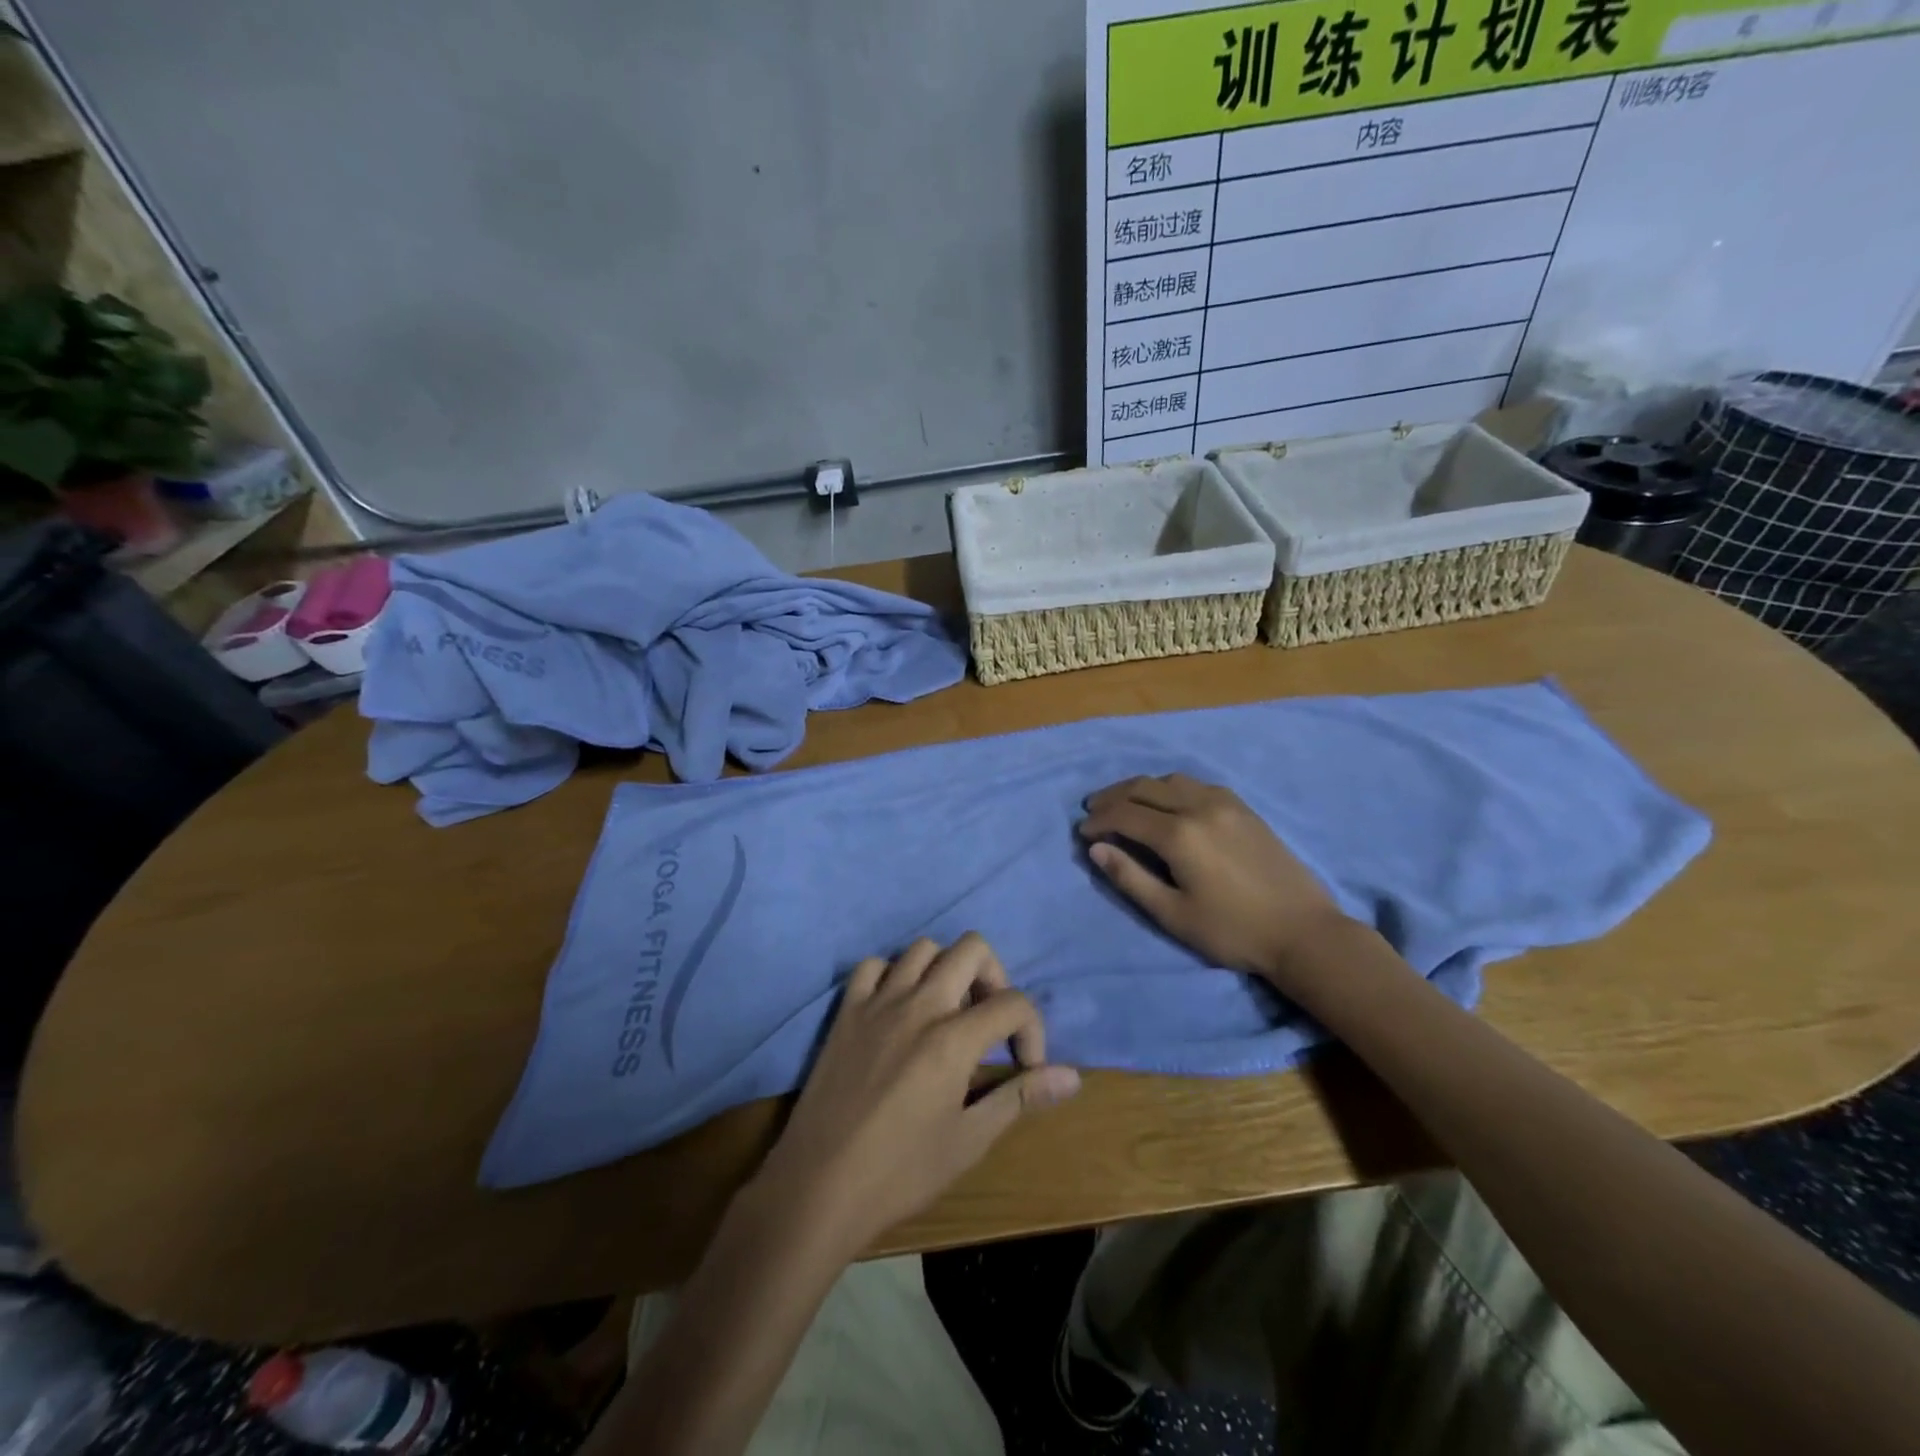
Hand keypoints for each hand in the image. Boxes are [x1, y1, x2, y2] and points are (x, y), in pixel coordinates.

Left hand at [754, 933, 1079, 1261]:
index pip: (1013, 1003)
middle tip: (990, 1021)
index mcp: (953, 1039)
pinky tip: (898, 1008)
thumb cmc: (900, 1172)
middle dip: (995, 977)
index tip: (1025, 1066)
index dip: (1033, 1030)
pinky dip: (893, 975)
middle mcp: (919, 1005)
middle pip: (972, 949)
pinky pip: (873, 965)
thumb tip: (1074, 1077)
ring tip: (949, 1011)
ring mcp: (878, 1002)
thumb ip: (1020, 1097)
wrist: (817, 1187)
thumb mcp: (969, 1141)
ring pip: (923, 948)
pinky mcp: (846, 1010)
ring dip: (946, 970)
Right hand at [1077, 774, 1349, 982]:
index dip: (1099, 821)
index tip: (1082, 832)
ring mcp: (1225, 803)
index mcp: (1180, 834)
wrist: (1304, 932)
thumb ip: (1131, 878)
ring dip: (1141, 788)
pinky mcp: (1244, 808)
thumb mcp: (1173, 914)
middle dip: (1113, 796)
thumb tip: (1096, 849)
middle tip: (1094, 810)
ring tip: (1125, 803)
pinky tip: (1167, 803)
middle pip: (1144, 787)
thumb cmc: (1233, 931)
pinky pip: (1197, 784)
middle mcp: (1200, 807)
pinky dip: (1171, 788)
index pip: (1125, 814)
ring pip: (1171, 780)